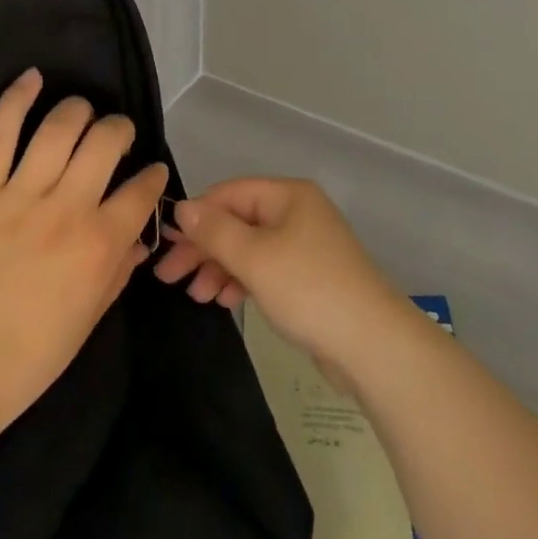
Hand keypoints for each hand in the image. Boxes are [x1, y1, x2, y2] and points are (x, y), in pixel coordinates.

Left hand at [0, 70, 167, 430]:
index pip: (142, 190)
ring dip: (79, 111)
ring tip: (82, 112)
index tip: (151, 170)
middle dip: (119, 130)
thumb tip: (140, 238)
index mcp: (100, 244)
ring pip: (59, 128)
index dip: (153, 175)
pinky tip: (33, 77)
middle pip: (105, 142)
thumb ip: (119, 271)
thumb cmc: (29, 356)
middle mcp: (67, 209)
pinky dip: (17, 99)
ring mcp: (19, 196)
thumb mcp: (89, 320)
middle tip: (115, 135)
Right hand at [154, 177, 413, 386]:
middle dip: (203, 247)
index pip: (228, 193)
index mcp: (288, 195)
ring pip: (249, 248)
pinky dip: (242, 281)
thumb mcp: (254, 257)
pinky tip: (225, 301)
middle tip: (168, 276)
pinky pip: (265, 269)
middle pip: (237, 221)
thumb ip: (214, 230)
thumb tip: (182, 207)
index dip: (195, 216)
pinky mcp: (310, 277)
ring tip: (196, 295)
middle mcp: (297, 212)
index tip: (164, 243)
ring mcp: (305, 245)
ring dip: (219, 267)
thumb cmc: (309, 290)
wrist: (373, 345)